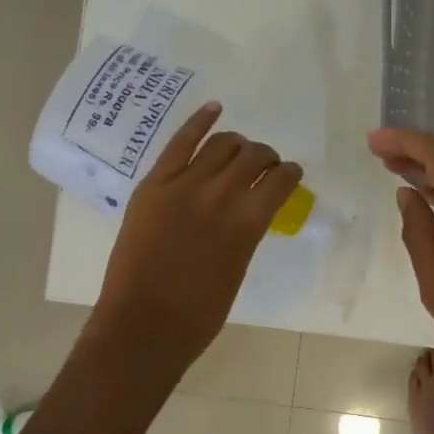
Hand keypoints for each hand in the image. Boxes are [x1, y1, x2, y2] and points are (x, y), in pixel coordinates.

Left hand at [92, 103, 303, 379]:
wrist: (143, 325)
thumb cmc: (200, 312)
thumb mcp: (239, 266)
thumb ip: (248, 231)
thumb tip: (252, 208)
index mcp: (249, 222)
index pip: (281, 179)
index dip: (290, 173)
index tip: (290, 174)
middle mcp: (221, 194)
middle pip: (253, 155)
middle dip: (265, 157)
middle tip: (263, 166)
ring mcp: (184, 185)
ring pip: (222, 144)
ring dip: (238, 144)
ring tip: (238, 151)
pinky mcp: (154, 184)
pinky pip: (180, 142)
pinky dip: (200, 121)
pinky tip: (214, 109)